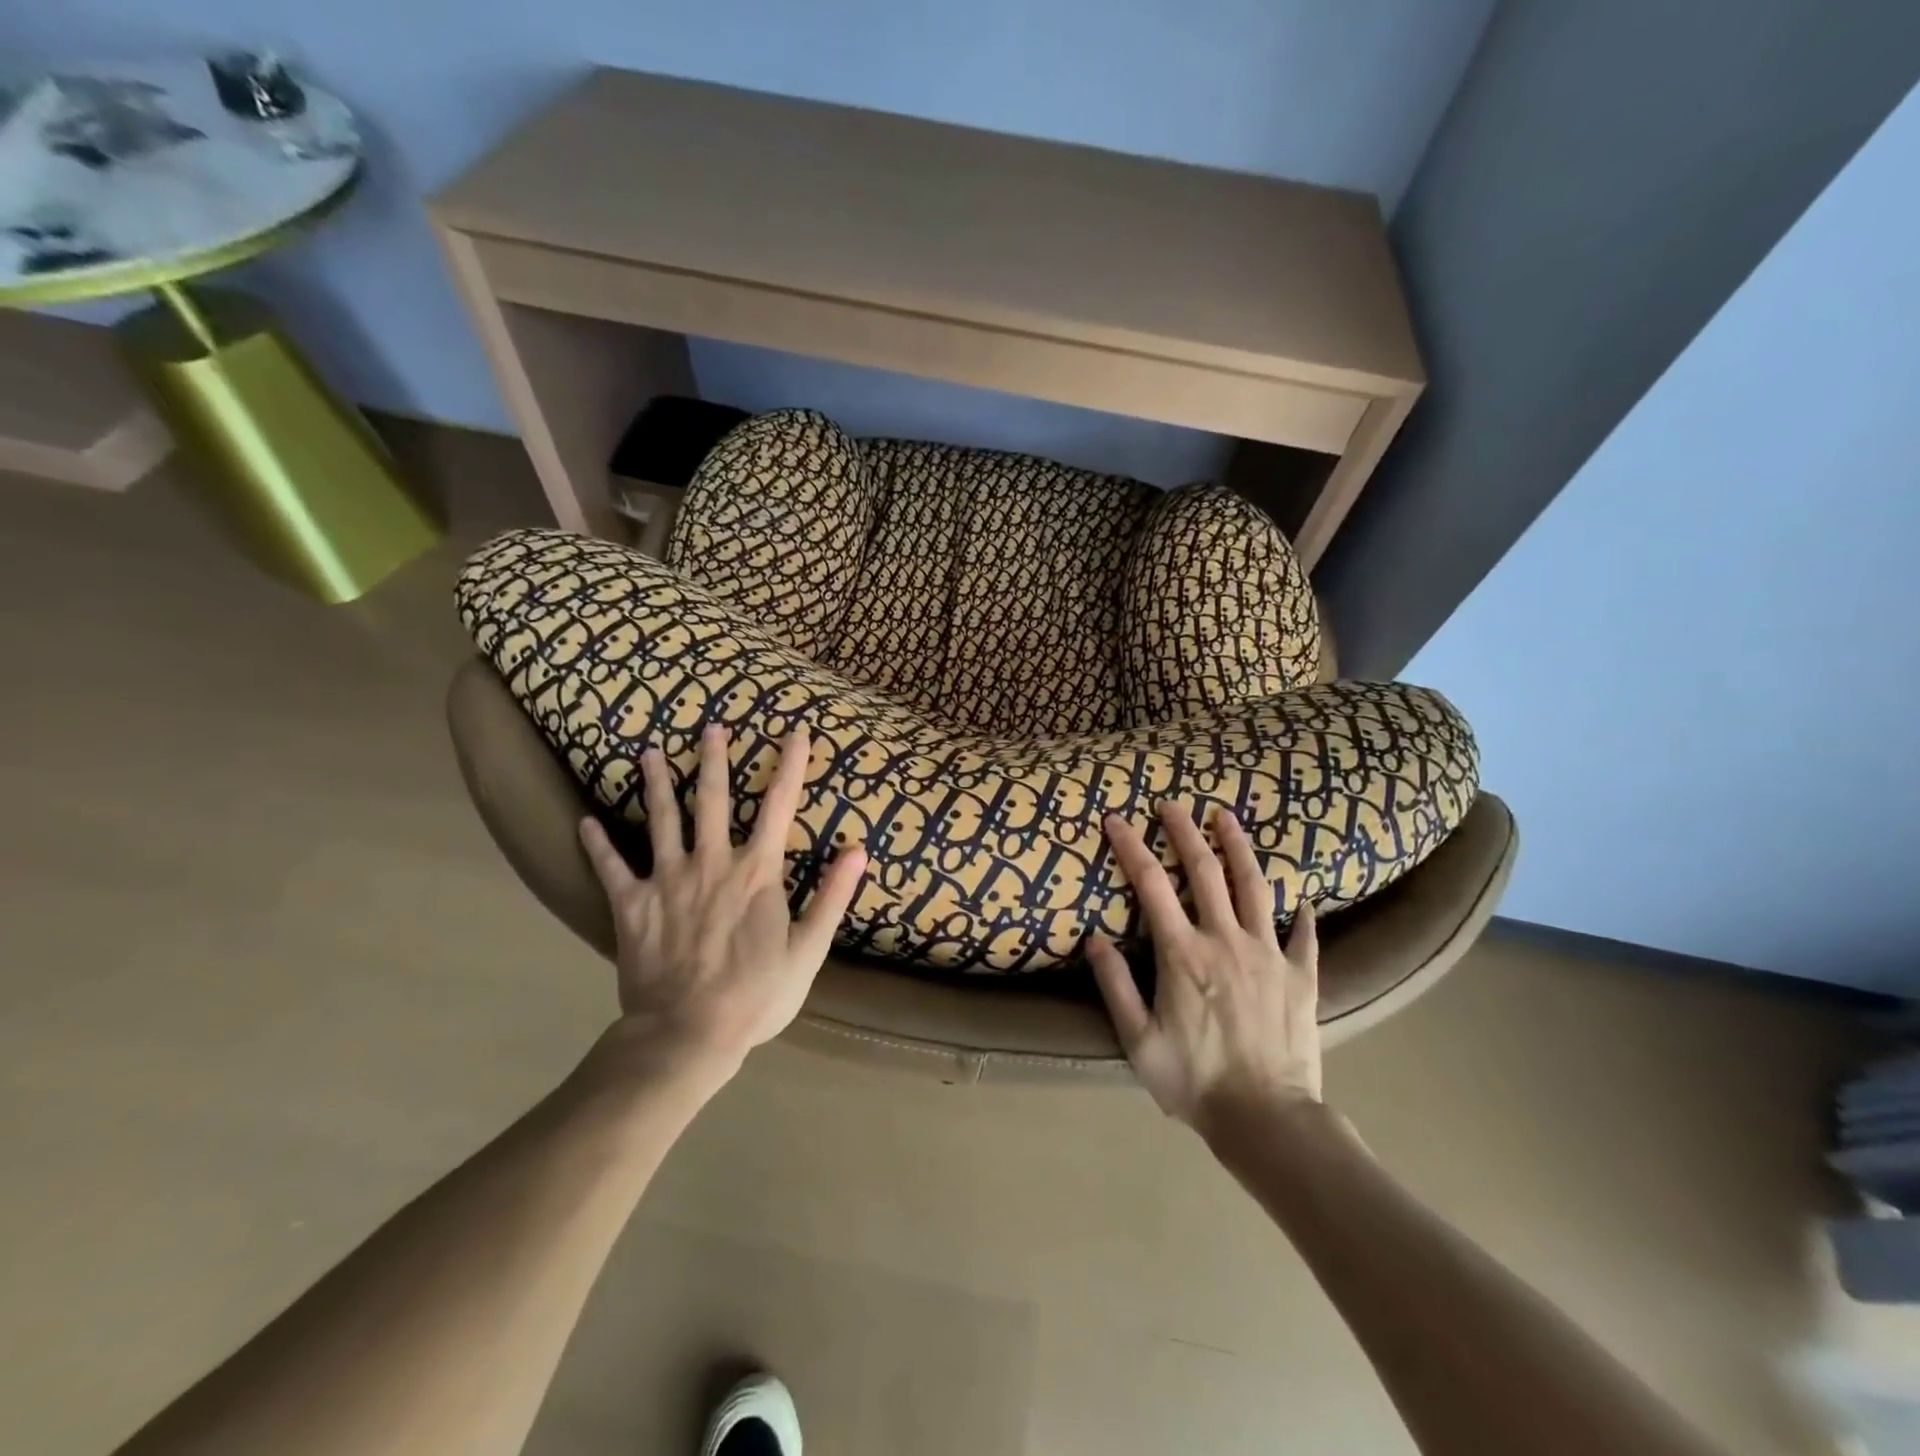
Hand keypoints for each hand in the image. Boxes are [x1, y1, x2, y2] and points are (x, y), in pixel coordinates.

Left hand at [578, 724, 867, 1080]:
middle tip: (712, 727)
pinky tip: (584, 823)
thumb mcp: (808, 950)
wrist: (686, 1034)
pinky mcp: (632, 906)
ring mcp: (667, 880)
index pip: (779, 806)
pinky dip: (598, 845)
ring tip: (650, 752)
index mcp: (757, 872)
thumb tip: (859, 850)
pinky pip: (611, 868)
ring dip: (656, 784)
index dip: (791, 766)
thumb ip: (831, 896)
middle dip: (714, 760)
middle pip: (712, 799)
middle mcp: (711, 863)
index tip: (796, 732)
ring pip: (661, 820)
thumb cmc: (755, 995)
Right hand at [1087, 803, 1320, 1131]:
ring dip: (1238, 848)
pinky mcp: (1301, 976)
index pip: (1151, 885)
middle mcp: (1225, 940)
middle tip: (1173, 804)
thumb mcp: (1138, 1041)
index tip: (1116, 819)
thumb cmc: (1194, 1081)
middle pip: (1204, 872)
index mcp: (1182, 954)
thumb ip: (1115, 986)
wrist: (1267, 1120)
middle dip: (1184, 832)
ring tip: (1226, 818)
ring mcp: (1269, 954)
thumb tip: (1095, 938)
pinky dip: (1302, 915)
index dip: (1131, 847)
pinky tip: (1303, 900)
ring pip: (1254, 887)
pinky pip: (1304, 936)